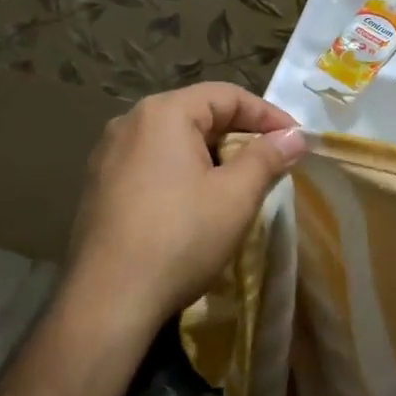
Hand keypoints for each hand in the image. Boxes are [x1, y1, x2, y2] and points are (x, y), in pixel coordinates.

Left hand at [61, 83, 306, 355]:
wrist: (109, 299)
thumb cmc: (180, 238)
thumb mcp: (235, 196)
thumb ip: (267, 158)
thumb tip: (294, 137)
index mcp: (163, 113)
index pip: (226, 96)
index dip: (268, 115)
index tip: (296, 141)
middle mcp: (129, 123)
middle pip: (197, 115)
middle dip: (239, 136)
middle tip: (271, 163)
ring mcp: (107, 155)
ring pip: (173, 142)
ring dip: (211, 156)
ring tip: (238, 185)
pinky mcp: (99, 187)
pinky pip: (151, 166)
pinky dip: (182, 174)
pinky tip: (195, 205)